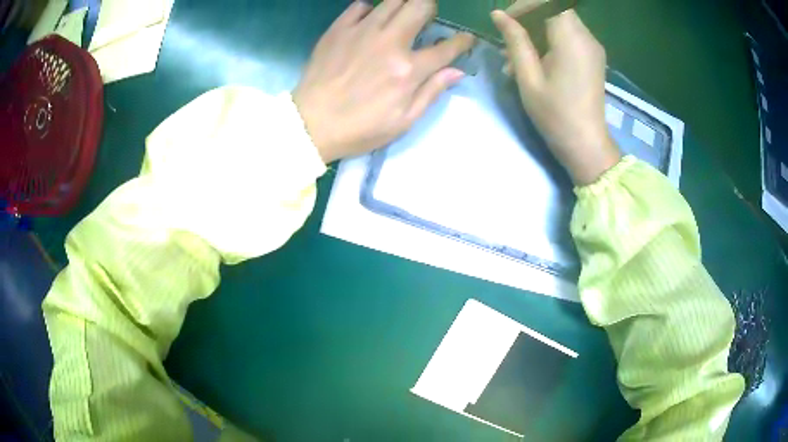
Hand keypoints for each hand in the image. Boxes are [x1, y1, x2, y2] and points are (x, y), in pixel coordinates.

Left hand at [293, 0, 475, 162]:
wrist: (310, 124)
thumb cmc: (359, 128)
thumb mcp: (403, 121)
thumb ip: (431, 92)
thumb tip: (457, 72)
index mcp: (408, 70)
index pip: (446, 48)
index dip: (462, 41)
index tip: (466, 39)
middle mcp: (389, 42)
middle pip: (421, 6)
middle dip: (431, 8)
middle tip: (427, 18)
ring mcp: (362, 31)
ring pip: (393, 0)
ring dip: (405, 4)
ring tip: (402, 15)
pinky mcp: (339, 29)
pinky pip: (360, 5)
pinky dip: (371, 9)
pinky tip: (371, 20)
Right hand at [492, 8, 620, 185]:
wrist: (587, 145)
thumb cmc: (555, 115)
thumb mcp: (528, 76)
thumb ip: (515, 40)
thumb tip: (498, 14)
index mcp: (571, 39)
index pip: (548, 2)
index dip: (525, 6)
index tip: (507, 22)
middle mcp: (586, 37)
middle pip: (554, 10)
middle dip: (527, 20)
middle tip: (508, 43)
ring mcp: (592, 47)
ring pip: (559, 23)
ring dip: (535, 33)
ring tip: (514, 60)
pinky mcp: (593, 58)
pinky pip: (568, 37)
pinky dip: (548, 42)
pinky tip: (534, 64)